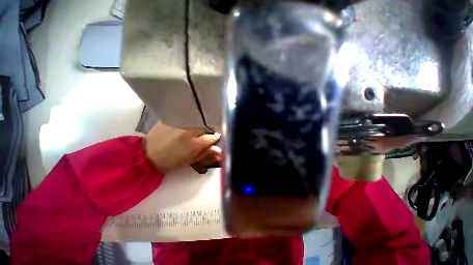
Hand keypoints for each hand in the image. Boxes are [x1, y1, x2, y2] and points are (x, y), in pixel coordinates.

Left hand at [143, 122, 220, 171]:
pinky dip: (188, 119)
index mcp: (195, 144)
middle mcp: (189, 132)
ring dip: (199, 124)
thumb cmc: (171, 160)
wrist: (148, 155)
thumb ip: (205, 153)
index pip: (212, 137)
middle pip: (205, 127)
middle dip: (207, 130)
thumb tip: (219, 149)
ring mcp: (180, 124)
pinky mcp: (171, 119)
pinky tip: (186, 122)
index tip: (215, 138)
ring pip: (197, 120)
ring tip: (195, 128)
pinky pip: (184, 116)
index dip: (215, 137)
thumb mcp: (190, 160)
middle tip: (204, 134)